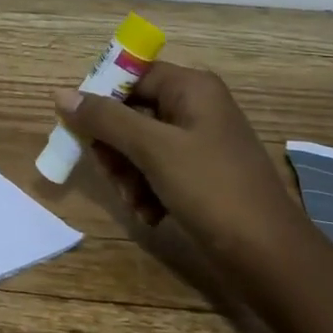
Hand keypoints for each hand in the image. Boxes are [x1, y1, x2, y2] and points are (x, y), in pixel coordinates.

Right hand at [53, 62, 310, 273]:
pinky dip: (146, 189)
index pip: (131, 74)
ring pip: (139, 144)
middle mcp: (195, 107)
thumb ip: (105, 119)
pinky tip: (149, 214)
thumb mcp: (153, 149)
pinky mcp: (200, 175)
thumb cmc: (212, 189)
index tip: (79, 124)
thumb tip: (61, 94)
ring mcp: (199, 142)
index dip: (101, 96)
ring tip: (133, 201)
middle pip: (131, 111)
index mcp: (191, 87)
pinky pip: (157, 169)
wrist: (271, 258)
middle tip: (109, 171)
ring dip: (127, 173)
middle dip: (114, 145)